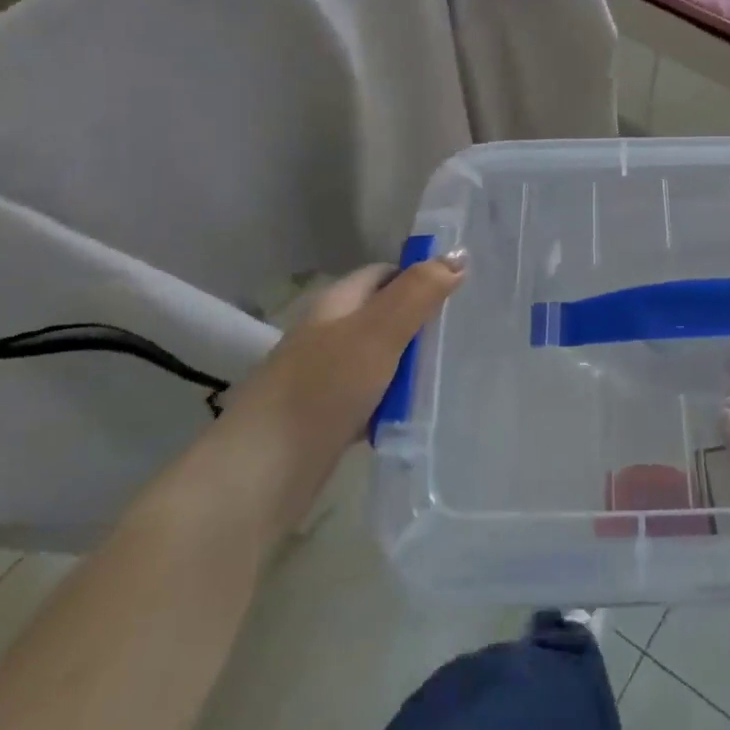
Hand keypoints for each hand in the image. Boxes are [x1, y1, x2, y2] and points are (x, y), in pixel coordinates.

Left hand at [200, 254, 465, 543]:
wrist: (262, 473)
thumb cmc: (322, 389)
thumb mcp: (378, 332)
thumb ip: (418, 293)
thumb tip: (458, 255)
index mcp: (336, 304)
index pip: (384, 273)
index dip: (420, 274)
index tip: (462, 288)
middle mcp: (327, 334)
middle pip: (384, 315)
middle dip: (421, 321)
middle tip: (467, 331)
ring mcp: (324, 377)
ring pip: (380, 358)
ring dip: (411, 364)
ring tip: (454, 371)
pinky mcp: (327, 417)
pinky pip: (372, 397)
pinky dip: (395, 401)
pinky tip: (419, 413)